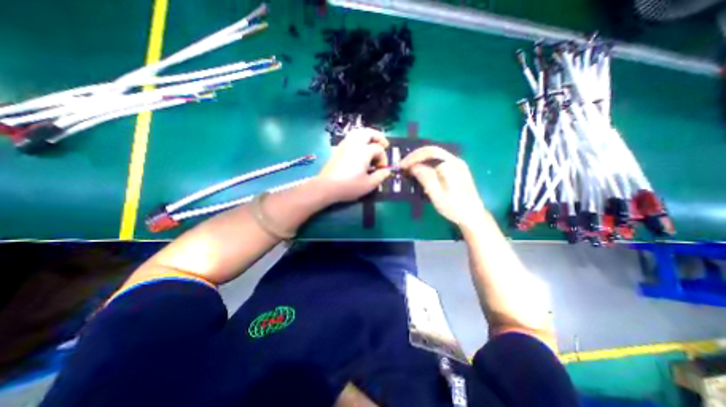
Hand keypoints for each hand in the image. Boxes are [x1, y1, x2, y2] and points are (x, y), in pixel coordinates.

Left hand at [319, 127, 391, 203]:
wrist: (327, 186)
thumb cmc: (349, 186)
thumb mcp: (369, 184)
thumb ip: (380, 176)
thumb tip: (386, 171)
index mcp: (364, 151)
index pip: (379, 149)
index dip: (383, 158)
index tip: (382, 169)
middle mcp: (354, 144)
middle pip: (369, 132)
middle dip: (378, 137)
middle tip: (384, 145)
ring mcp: (345, 145)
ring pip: (358, 132)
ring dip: (368, 136)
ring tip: (372, 144)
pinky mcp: (338, 149)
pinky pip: (351, 138)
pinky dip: (359, 139)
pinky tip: (360, 149)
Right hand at [399, 146, 483, 226]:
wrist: (472, 215)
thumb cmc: (454, 207)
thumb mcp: (437, 195)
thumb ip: (425, 178)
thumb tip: (413, 166)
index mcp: (451, 165)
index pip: (428, 153)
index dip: (413, 158)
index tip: (401, 166)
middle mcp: (455, 160)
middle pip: (432, 151)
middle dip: (415, 156)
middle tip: (403, 165)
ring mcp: (457, 164)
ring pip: (435, 155)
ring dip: (420, 159)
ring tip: (409, 167)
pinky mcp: (457, 169)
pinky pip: (439, 161)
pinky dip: (427, 163)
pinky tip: (421, 170)